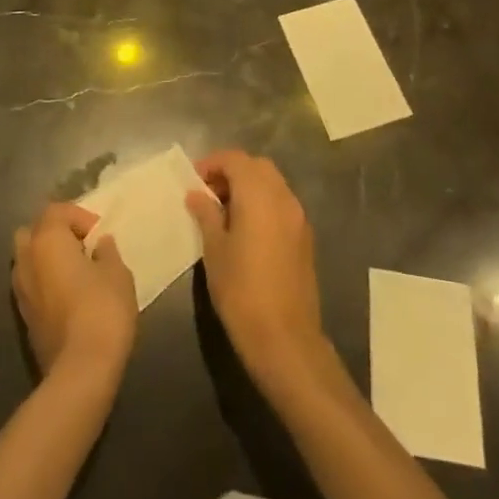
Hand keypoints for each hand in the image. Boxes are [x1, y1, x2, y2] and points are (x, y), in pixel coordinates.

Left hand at [11, 202, 136, 383]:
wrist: (80, 370)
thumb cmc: (102, 311)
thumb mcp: (117, 274)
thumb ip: (107, 252)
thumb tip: (100, 244)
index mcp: (47, 239)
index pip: (56, 210)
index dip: (79, 216)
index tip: (99, 235)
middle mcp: (26, 258)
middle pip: (34, 231)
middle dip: (55, 233)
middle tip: (81, 247)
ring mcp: (20, 289)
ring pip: (28, 258)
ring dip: (47, 258)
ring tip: (74, 272)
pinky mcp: (22, 316)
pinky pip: (31, 284)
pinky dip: (44, 282)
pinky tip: (67, 296)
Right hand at [187, 151, 329, 391]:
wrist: (285, 339)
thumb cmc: (241, 290)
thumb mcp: (214, 249)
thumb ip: (206, 214)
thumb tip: (197, 194)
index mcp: (259, 195)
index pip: (235, 159)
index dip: (212, 163)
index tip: (193, 181)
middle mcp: (283, 198)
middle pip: (257, 167)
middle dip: (232, 171)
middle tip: (208, 192)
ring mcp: (298, 218)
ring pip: (272, 184)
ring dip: (248, 187)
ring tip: (224, 211)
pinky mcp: (305, 238)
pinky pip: (281, 204)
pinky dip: (263, 203)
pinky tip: (245, 229)